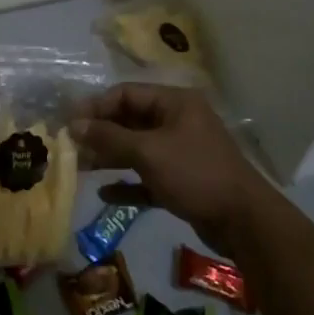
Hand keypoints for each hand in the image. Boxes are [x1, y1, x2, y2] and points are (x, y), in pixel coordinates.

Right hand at [70, 84, 273, 253]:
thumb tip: (74, 125)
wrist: (243, 221)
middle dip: (101, 133)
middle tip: (70, 148)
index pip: (127, 94)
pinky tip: (105, 194)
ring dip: (110, 157)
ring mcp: (181, 152)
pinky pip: (148, 176)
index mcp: (175, 103)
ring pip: (138, 149)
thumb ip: (110, 138)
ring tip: (80, 168)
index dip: (97, 106)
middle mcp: (177, 121)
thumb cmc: (195, 173)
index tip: (69, 123)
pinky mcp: (183, 181)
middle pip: (131, 121)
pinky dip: (128, 183)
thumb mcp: (149, 152)